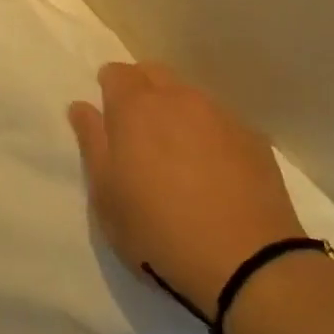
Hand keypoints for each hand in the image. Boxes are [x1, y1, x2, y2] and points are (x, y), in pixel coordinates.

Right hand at [69, 62, 306, 310]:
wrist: (246, 260)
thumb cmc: (158, 230)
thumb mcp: (106, 195)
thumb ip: (91, 142)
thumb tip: (82, 106)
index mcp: (136, 106)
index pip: (116, 73)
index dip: (109, 89)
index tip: (109, 118)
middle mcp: (177, 97)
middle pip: (153, 74)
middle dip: (142, 91)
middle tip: (139, 133)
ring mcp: (218, 113)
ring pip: (188, 96)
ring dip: (177, 112)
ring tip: (177, 153)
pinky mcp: (251, 136)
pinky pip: (220, 121)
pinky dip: (209, 134)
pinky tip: (213, 169)